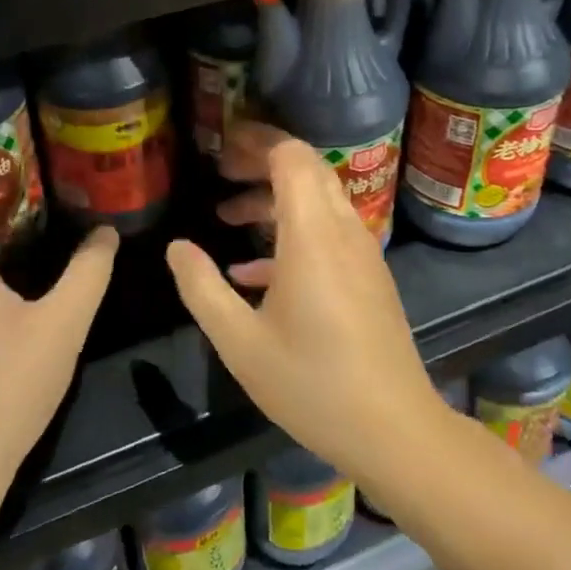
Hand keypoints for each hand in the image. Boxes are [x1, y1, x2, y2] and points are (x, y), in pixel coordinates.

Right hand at [164, 121, 449, 483]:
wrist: (393, 430)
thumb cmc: (311, 384)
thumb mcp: (240, 342)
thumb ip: (202, 288)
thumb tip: (177, 246)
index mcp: (311, 236)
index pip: (292, 157)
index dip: (258, 139)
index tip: (222, 143)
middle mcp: (342, 231)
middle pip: (307, 169)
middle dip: (262, 160)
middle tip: (221, 170)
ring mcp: (361, 253)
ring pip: (318, 200)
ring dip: (274, 198)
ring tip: (228, 214)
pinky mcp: (368, 277)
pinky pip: (329, 233)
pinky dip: (292, 232)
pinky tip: (253, 270)